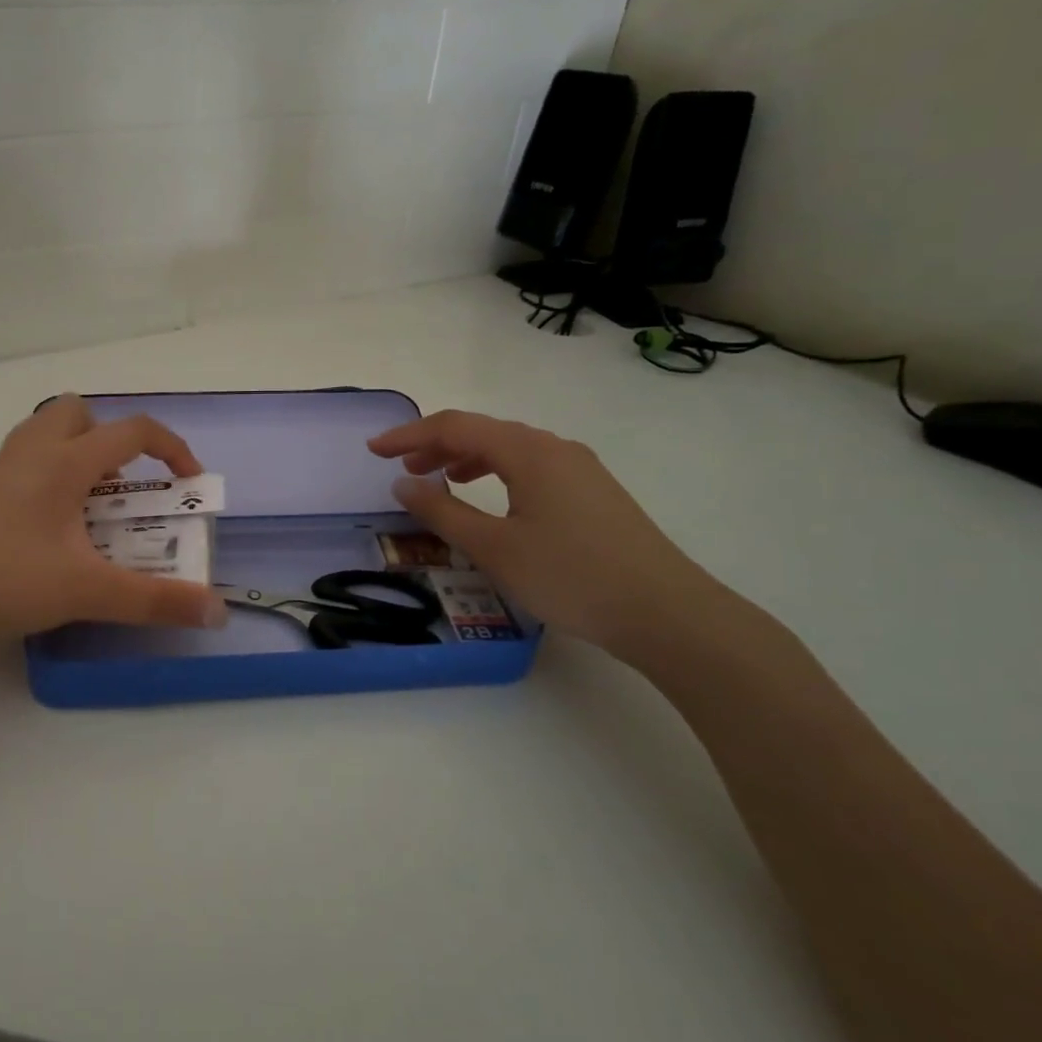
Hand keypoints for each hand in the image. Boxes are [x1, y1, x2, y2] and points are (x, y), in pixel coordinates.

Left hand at [0, 395, 228, 651]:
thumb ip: (153, 601)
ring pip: (46, 436)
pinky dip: (51, 480)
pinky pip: (25, 466)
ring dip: (79, 458)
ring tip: (92, 511)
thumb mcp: (85, 591)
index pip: (132, 431)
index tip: (190, 485)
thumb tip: (216, 611)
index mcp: (63, 462)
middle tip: (123, 488)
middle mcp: (31, 453)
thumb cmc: (0, 578)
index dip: (172, 450)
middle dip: (111, 440)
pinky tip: (51, 534)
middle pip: (77, 412)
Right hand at [367, 410, 733, 660]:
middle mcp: (555, 448)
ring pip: (509, 449)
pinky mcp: (593, 493)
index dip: (409, 436)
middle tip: (401, 470)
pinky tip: (491, 499)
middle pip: (483, 432)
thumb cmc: (571, 576)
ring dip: (466, 459)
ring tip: (439, 481)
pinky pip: (531, 467)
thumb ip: (442, 512)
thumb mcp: (494, 548)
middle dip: (436, 446)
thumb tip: (403, 484)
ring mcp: (580, 469)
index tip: (374, 451)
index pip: (455, 427)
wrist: (667, 613)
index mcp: (528, 452)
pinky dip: (496, 473)